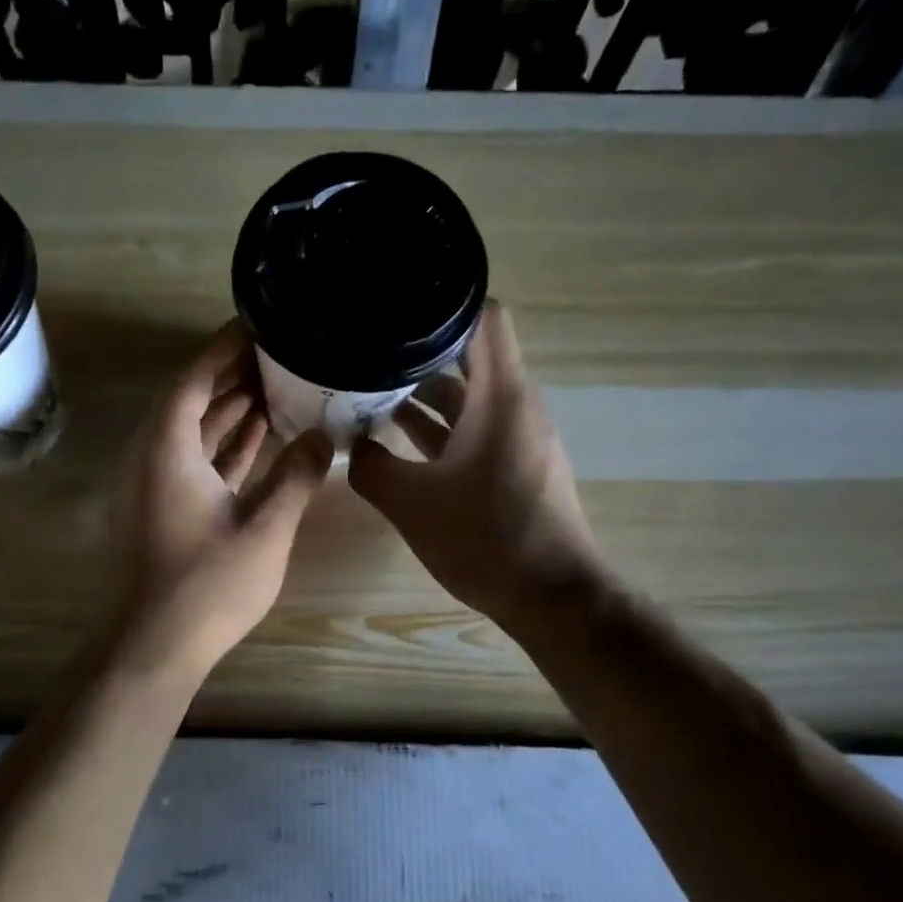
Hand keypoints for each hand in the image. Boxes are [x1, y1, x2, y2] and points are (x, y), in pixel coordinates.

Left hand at [108, 323, 333, 676]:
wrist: (155, 646)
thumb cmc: (208, 585)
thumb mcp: (265, 528)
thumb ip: (297, 476)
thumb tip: (325, 436)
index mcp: (167, 450)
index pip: (193, 379)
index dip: (223, 349)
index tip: (258, 325)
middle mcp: (153, 458)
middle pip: (191, 401)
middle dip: (232, 376)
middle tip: (278, 353)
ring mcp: (156, 486)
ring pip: (194, 434)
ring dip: (230, 411)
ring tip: (277, 386)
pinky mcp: (164, 510)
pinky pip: (195, 462)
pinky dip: (224, 447)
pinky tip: (260, 437)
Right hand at [348, 303, 602, 627]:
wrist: (551, 597)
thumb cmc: (485, 538)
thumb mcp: (411, 502)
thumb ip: (370, 467)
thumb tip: (350, 446)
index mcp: (500, 396)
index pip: (484, 317)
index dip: (442, 304)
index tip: (395, 309)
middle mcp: (516, 406)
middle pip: (470, 356)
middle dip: (417, 352)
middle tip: (366, 353)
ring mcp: (519, 438)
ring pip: (469, 398)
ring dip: (424, 395)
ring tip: (370, 393)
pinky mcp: (516, 467)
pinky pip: (475, 430)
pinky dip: (441, 429)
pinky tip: (398, 441)